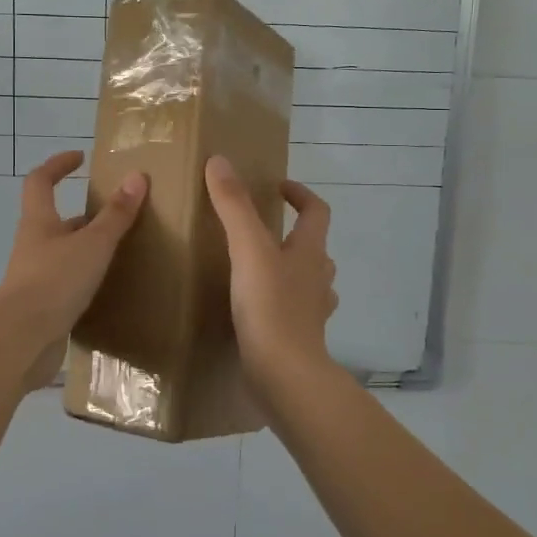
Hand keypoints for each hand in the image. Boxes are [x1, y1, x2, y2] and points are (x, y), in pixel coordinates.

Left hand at [0, 152, 147, 373]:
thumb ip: (116, 214)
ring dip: (87, 250)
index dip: (57, 165)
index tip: (80, 158)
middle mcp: (33, 245)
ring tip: (120, 253)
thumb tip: (137, 176)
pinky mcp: (42, 306)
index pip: (40, 180)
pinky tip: (108, 290)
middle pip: (55, 220)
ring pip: (63, 254)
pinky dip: (86, 281)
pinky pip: (66, 284)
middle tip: (117, 215)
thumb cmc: (55, 281)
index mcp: (39, 222)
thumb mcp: (93, 244)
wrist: (21, 340)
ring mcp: (35, 277)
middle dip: (84, 215)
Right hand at [204, 155, 337, 384]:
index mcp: (309, 252)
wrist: (284, 375)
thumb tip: (220, 162)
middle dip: (293, 234)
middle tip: (260, 229)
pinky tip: (254, 307)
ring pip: (307, 281)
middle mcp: (316, 279)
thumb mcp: (248, 249)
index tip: (277, 188)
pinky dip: (278, 302)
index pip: (317, 212)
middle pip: (314, 247)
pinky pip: (292, 311)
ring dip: (289, 269)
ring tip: (255, 267)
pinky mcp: (297, 337)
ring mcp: (310, 312)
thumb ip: (234, 206)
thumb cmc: (270, 307)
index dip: (300, 194)